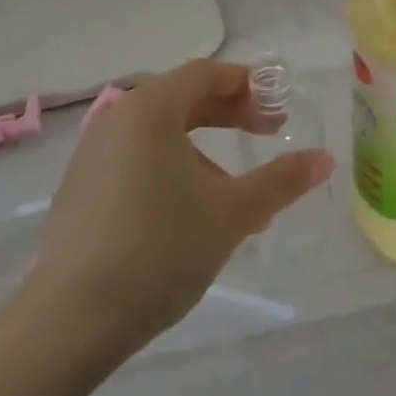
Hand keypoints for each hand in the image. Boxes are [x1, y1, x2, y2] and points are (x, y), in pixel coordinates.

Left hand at [18, 60, 333, 361]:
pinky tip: (195, 216)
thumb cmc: (160, 248)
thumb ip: (282, 181)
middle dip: (232, 115)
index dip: (250, 85)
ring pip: (162, 135)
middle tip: (270, 134)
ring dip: (207, 151)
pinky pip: (139, 162)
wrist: (69, 321)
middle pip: (183, 99)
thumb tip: (326, 159)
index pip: (206, 74)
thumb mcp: (232, 213)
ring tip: (239, 195)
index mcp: (150, 110)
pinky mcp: (82, 191)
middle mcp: (117, 121)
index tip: (280, 110)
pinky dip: (175, 171)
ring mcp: (93, 157)